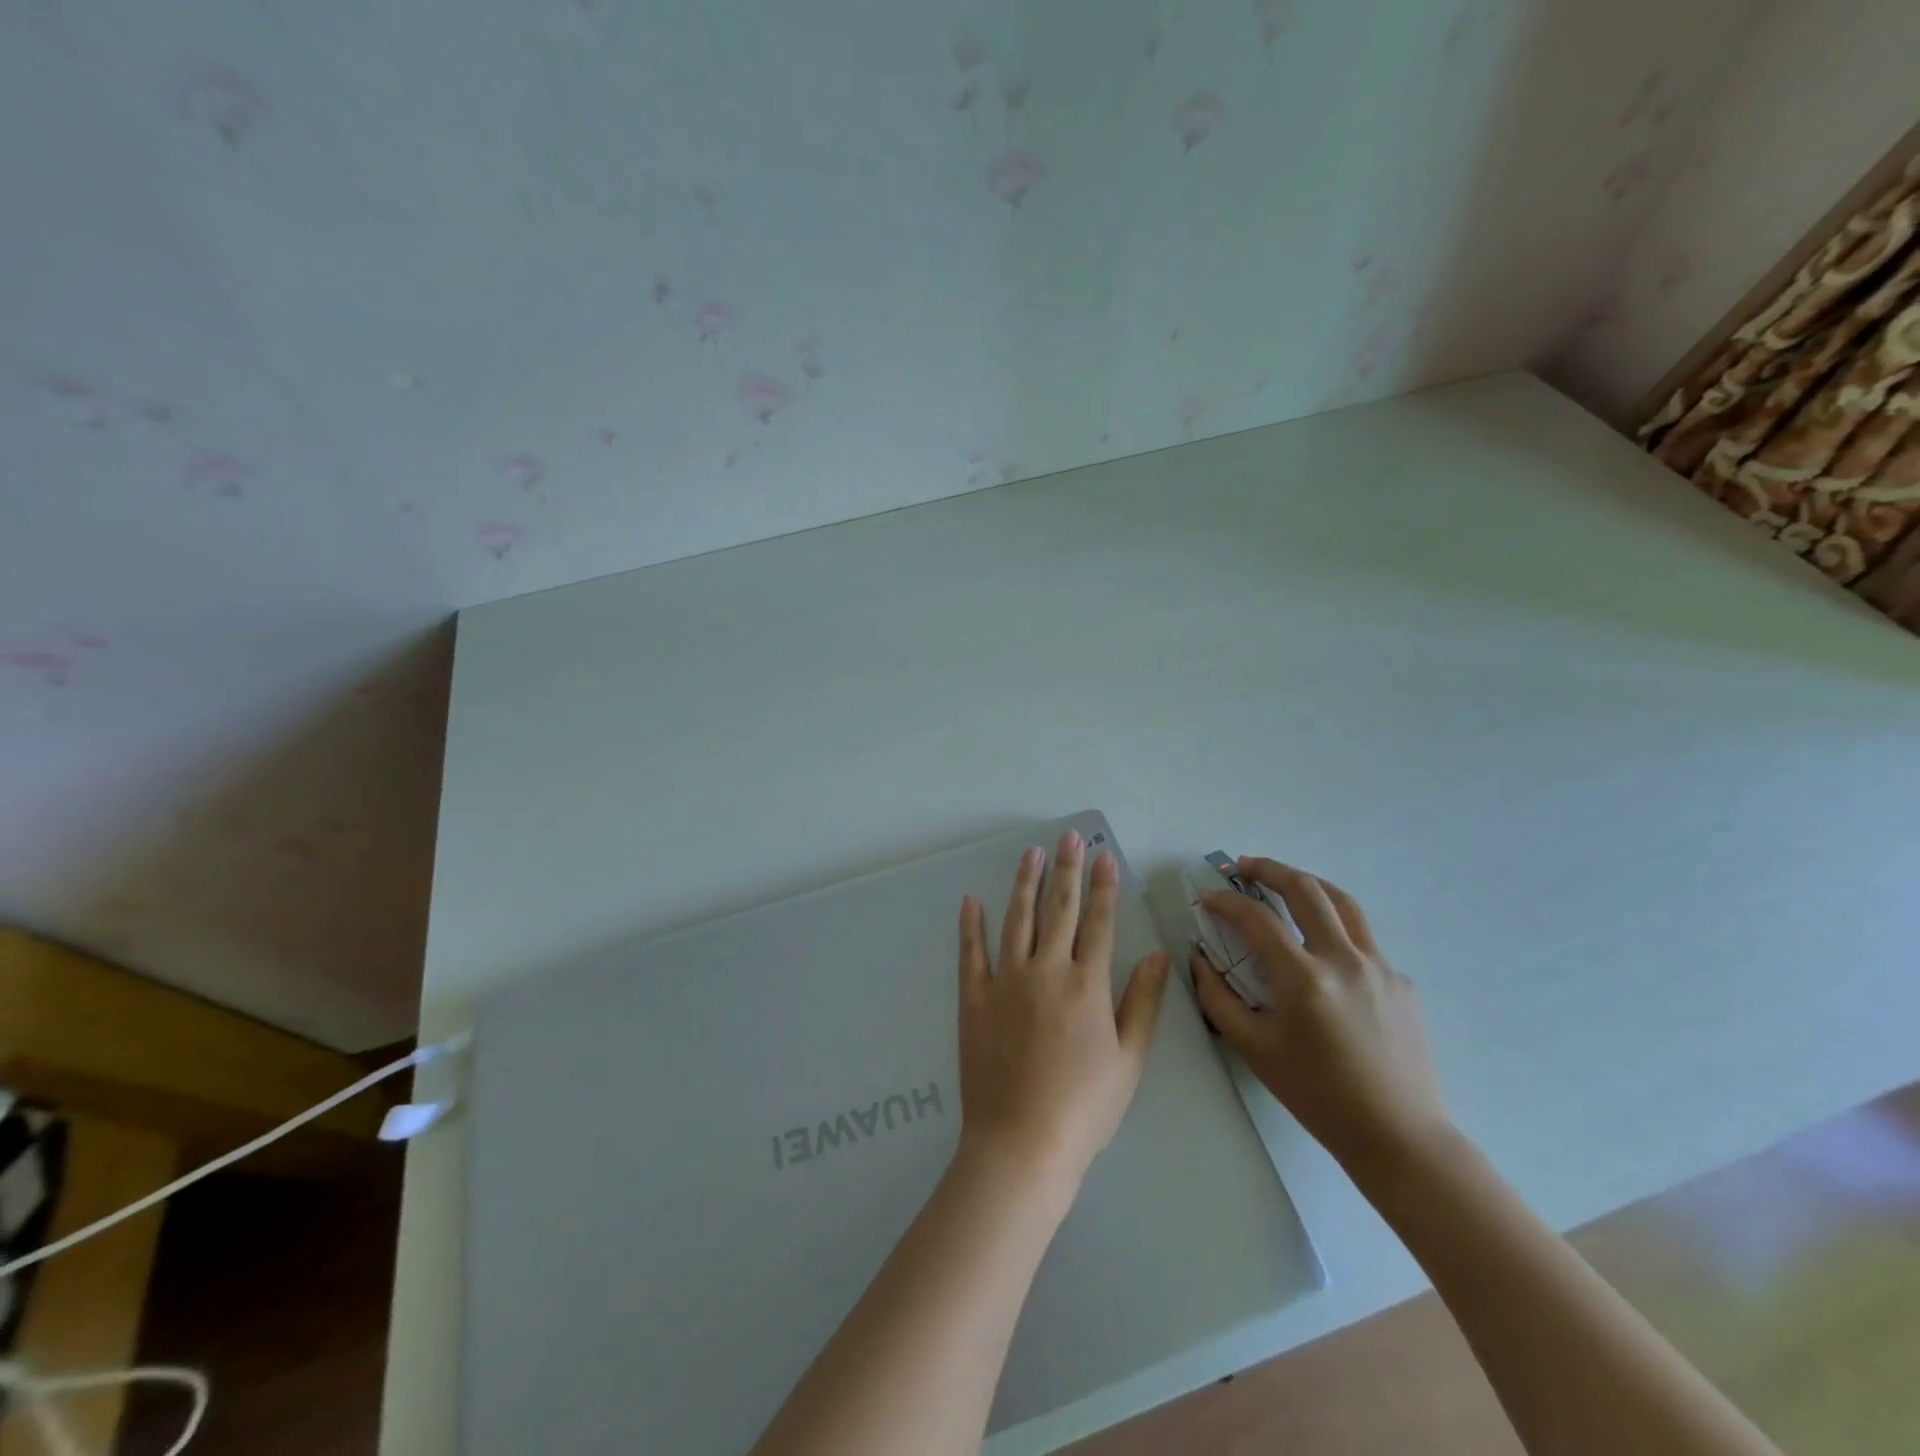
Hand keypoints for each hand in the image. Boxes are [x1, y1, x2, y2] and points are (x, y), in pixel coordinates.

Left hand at [956, 829, 1171, 1196]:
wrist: (1021, 1142)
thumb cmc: (1084, 1107)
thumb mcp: (1129, 1061)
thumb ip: (1143, 1003)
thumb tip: (1158, 955)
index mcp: (1087, 985)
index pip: (1100, 922)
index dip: (1104, 886)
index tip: (1104, 855)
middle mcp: (1046, 970)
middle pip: (1060, 909)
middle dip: (1067, 869)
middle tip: (1069, 836)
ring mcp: (1006, 980)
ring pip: (1017, 919)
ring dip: (1025, 883)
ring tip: (1031, 853)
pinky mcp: (974, 997)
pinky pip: (972, 952)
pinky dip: (971, 924)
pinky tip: (972, 900)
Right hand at [1192, 857, 1446, 1170]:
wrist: (1398, 1136)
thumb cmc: (1317, 1095)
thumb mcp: (1254, 1048)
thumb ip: (1218, 998)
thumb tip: (1199, 959)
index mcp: (1305, 979)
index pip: (1258, 919)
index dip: (1226, 902)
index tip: (1208, 898)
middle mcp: (1345, 960)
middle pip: (1306, 890)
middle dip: (1269, 869)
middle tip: (1242, 866)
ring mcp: (1380, 967)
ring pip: (1343, 903)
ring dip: (1308, 883)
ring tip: (1284, 882)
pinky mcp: (1401, 981)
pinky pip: (1362, 940)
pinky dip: (1334, 928)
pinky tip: (1321, 952)